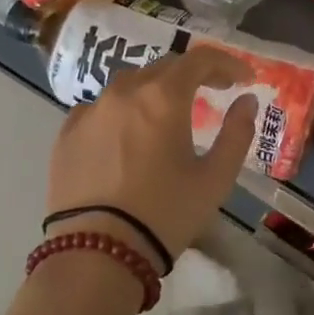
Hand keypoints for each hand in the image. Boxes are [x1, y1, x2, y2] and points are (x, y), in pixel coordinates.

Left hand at [44, 48, 258, 262]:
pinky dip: (121, 110)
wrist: (95, 255)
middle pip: (166, 66)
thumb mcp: (215, 179)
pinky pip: (100, 107)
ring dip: (156, 89)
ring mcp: (91, 110)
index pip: (201, 59)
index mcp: (164, 96)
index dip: (227, 63)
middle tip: (213, 92)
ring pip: (130, 83)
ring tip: (167, 112)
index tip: (244, 79)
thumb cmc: (164, 215)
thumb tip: (247, 100)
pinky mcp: (67, 133)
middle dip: (194, 74)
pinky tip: (126, 133)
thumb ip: (237, 133)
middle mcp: (126, 91)